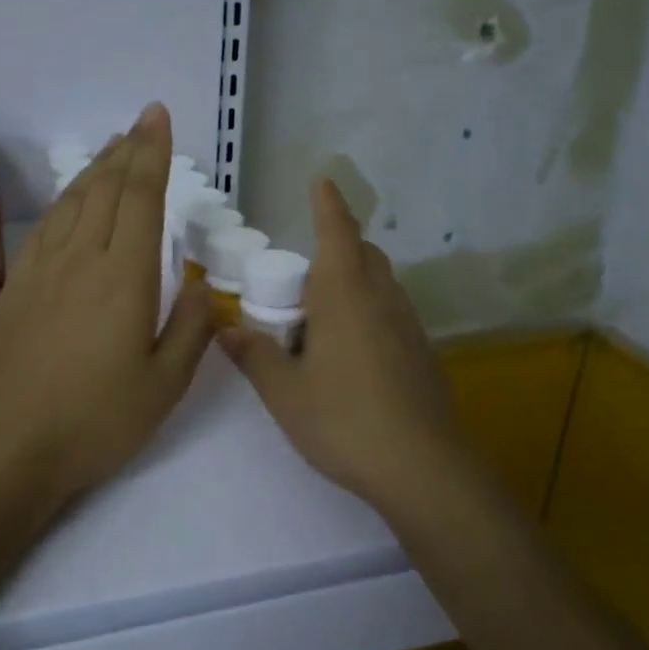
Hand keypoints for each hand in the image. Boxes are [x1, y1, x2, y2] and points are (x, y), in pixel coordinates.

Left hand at [0, 103, 213, 502]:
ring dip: (97, 167)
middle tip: (143, 121)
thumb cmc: (98, 419)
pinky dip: (66, 198)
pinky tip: (73, 196)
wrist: (11, 443)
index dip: (152, 153)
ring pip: (74, 200)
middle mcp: (83, 258)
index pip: (142, 197)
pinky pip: (47, 225)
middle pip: (107, 188)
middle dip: (129, 149)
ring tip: (114, 145)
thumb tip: (199, 285)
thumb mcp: (166, 385)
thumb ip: (192, 329)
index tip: (159, 119)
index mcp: (125, 277)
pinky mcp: (19, 283)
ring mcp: (44, 268)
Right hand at [218, 179, 469, 511]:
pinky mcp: (422, 353)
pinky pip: (391, 312)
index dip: (327, 204)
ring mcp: (408, 326)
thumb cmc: (344, 419)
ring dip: (353, 281)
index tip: (321, 181)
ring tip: (319, 317)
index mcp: (345, 294)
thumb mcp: (284, 392)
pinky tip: (349, 352)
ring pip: (381, 283)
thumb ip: (253, 354)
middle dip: (337, 246)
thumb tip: (225, 329)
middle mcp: (382, 298)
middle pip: (363, 254)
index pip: (337, 231)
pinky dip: (368, 311)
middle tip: (301, 276)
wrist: (423, 468)